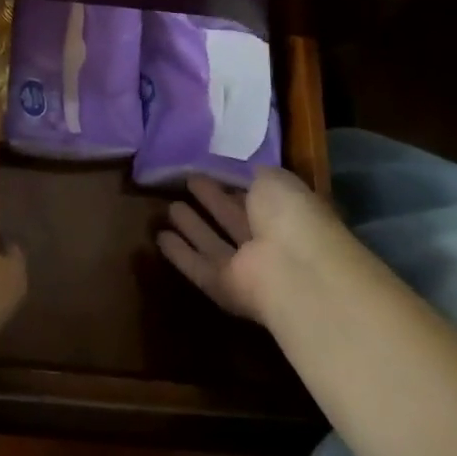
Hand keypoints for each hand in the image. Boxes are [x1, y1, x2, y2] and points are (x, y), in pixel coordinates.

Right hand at [156, 167, 343, 329]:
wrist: (297, 273)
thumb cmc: (291, 217)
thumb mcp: (275, 179)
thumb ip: (256, 174)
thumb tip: (244, 171)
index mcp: (285, 213)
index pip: (255, 196)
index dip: (234, 182)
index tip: (210, 167)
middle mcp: (267, 241)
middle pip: (233, 218)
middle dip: (212, 200)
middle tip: (187, 181)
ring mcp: (247, 268)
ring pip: (214, 243)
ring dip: (193, 226)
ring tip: (169, 207)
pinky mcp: (224, 288)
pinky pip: (198, 266)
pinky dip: (180, 254)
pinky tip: (159, 238)